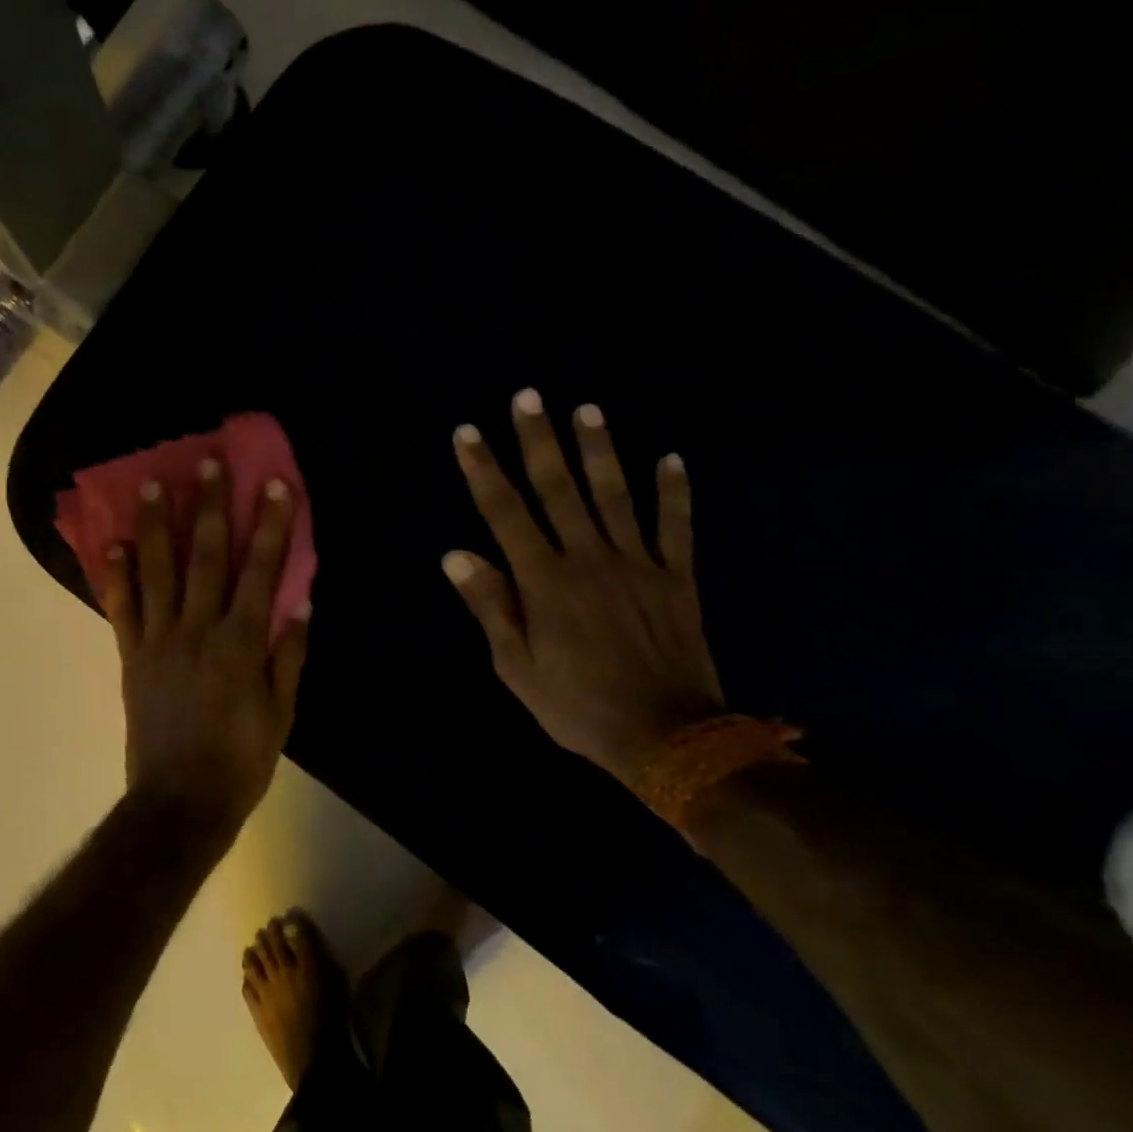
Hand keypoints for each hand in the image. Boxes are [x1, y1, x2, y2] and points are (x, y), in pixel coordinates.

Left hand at [97, 460, 309, 827]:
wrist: (180, 802)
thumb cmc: (240, 761)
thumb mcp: (281, 714)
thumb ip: (288, 656)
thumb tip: (300, 603)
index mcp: (240, 644)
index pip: (260, 571)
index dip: (269, 526)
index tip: (274, 485)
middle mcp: (197, 630)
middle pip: (206, 557)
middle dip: (210, 506)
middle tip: (208, 462)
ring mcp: (158, 640)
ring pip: (157, 571)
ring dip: (158, 525)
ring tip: (153, 484)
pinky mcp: (131, 656)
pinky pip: (121, 608)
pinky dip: (117, 574)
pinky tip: (114, 542)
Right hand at [443, 389, 724, 788]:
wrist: (666, 734)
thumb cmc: (575, 704)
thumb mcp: (516, 665)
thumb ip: (490, 605)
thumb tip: (457, 554)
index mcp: (545, 581)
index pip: (506, 514)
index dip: (484, 471)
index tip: (468, 434)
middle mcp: (589, 559)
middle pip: (559, 489)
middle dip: (539, 441)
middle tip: (528, 397)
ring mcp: (638, 564)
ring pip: (615, 494)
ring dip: (599, 450)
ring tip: (586, 410)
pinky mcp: (675, 577)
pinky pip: (674, 525)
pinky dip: (674, 492)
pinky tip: (671, 458)